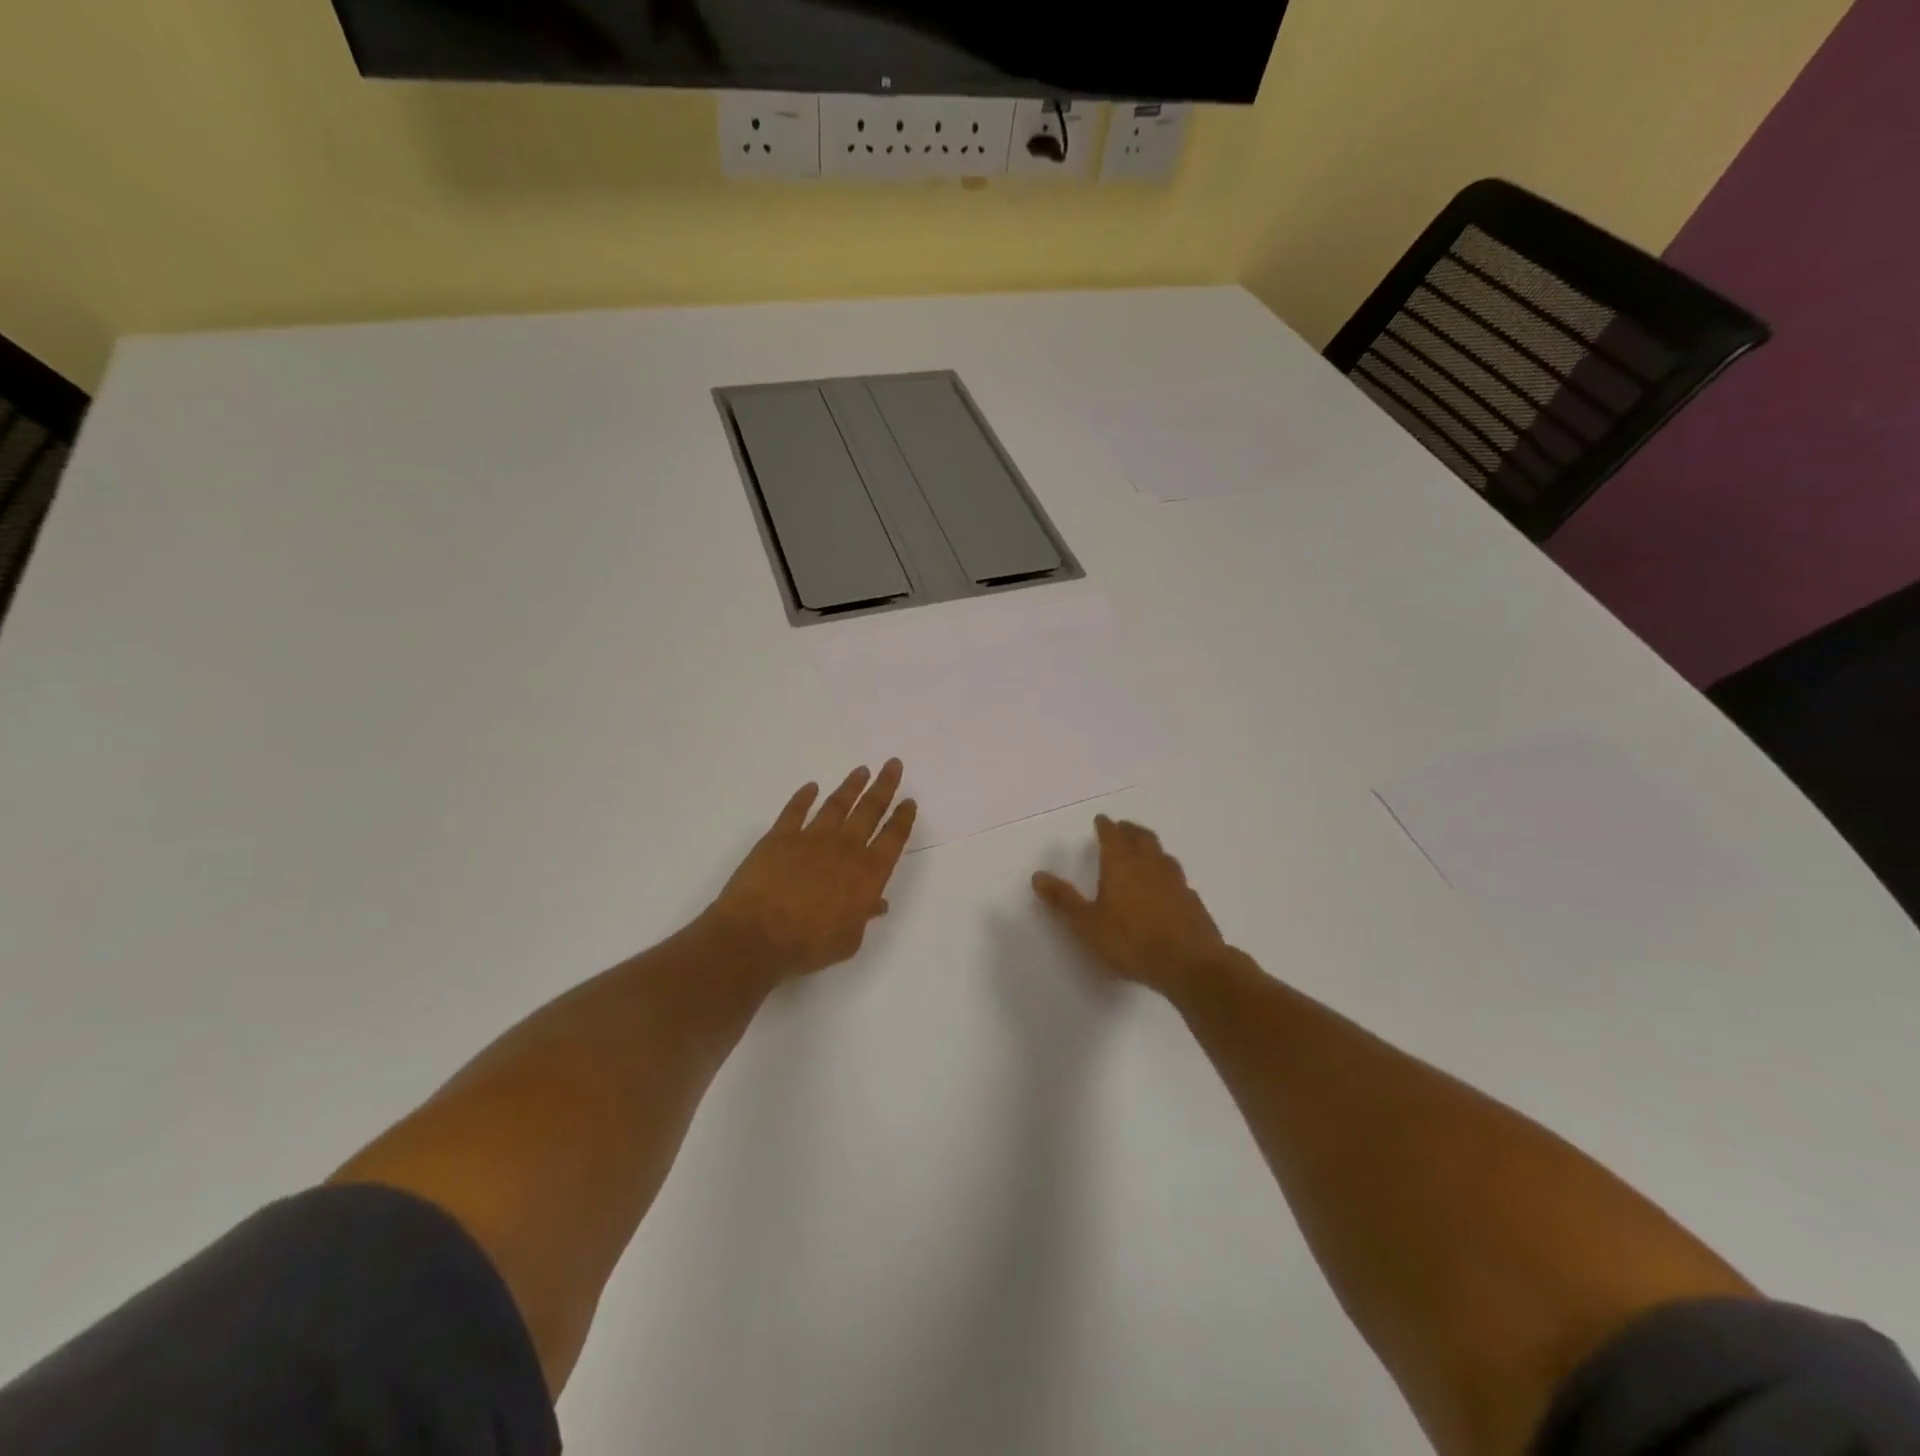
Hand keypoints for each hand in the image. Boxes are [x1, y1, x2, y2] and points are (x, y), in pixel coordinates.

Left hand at [704, 761, 916, 981]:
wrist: (756, 936)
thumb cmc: (807, 945)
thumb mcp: (848, 941)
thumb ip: (864, 917)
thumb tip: (878, 903)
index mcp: (867, 874)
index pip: (892, 839)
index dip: (902, 819)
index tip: (909, 801)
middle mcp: (844, 848)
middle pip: (870, 810)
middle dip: (884, 786)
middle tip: (893, 764)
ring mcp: (811, 838)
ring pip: (837, 804)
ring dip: (851, 786)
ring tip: (862, 770)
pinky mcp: (780, 837)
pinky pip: (795, 811)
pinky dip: (803, 797)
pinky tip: (811, 787)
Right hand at [1032, 815, 1227, 998]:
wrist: (1190, 964)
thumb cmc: (1131, 942)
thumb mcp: (1087, 924)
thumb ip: (1063, 900)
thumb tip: (1038, 875)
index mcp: (1121, 865)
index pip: (1112, 836)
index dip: (1105, 826)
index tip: (1101, 820)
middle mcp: (1149, 865)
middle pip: (1140, 837)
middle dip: (1129, 830)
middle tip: (1122, 827)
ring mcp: (1175, 880)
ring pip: (1161, 853)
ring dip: (1150, 846)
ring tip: (1143, 849)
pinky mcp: (1191, 899)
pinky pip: (1175, 875)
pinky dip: (1166, 871)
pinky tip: (1165, 884)